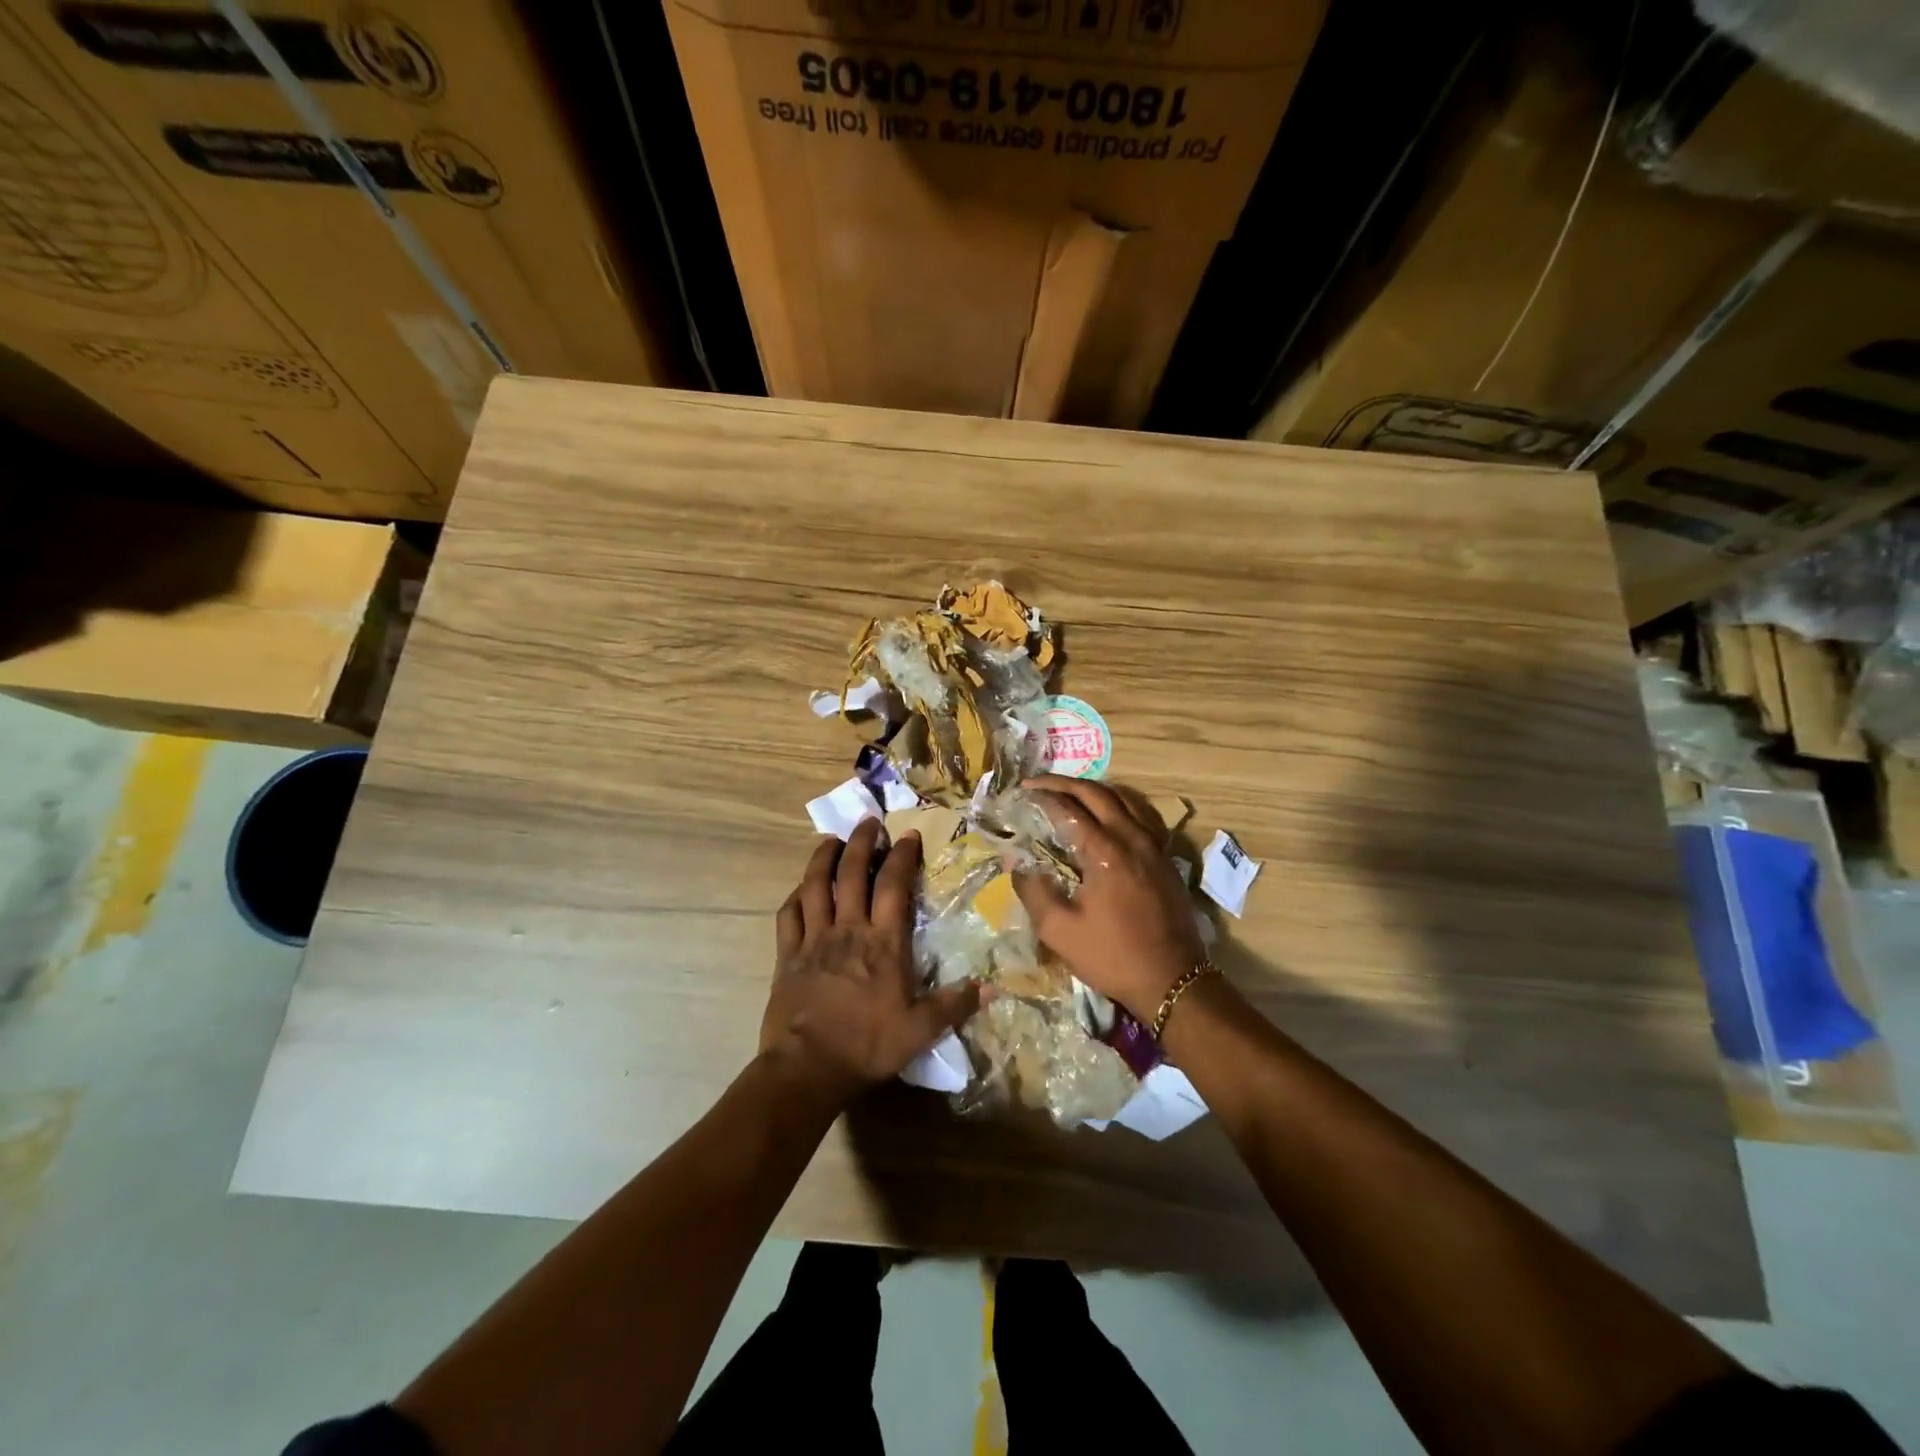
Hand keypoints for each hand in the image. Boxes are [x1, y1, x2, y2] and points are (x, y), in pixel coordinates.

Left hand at [761, 820, 981, 1101]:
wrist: (807, 1068)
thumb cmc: (867, 1046)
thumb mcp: (920, 1030)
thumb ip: (955, 1005)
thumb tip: (992, 987)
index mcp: (883, 942)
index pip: (894, 886)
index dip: (902, 856)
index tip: (908, 835)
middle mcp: (848, 930)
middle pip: (852, 873)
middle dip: (861, 842)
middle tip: (868, 822)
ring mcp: (814, 939)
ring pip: (815, 885)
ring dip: (823, 858)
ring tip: (831, 840)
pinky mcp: (788, 955)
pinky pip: (789, 914)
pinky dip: (795, 896)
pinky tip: (801, 889)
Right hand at [1015, 776, 1205, 1024]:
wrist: (1172, 980)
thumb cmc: (1112, 956)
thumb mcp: (1060, 931)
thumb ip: (1033, 890)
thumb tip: (1016, 861)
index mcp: (1105, 851)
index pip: (1068, 809)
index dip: (1042, 797)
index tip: (1020, 792)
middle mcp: (1132, 837)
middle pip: (1097, 793)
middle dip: (1064, 783)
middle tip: (1038, 782)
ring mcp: (1154, 845)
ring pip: (1124, 798)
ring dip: (1094, 788)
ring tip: (1070, 791)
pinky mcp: (1166, 857)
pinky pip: (1142, 815)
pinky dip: (1120, 803)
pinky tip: (1110, 813)